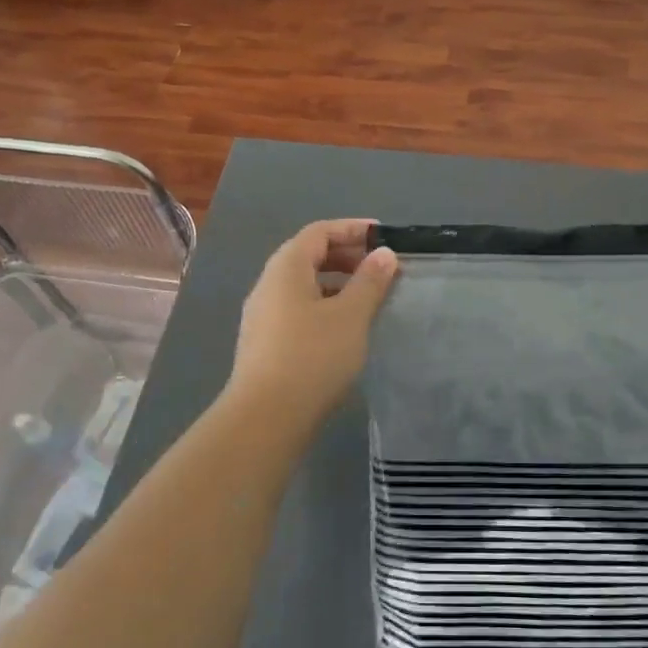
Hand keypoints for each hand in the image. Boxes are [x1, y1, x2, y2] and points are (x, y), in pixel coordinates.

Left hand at [224, 219, 398, 429]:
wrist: (265, 418)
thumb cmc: (313, 356)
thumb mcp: (351, 315)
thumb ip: (370, 281)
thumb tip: (384, 253)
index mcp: (287, 267)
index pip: (319, 232)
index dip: (352, 229)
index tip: (383, 236)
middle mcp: (269, 284)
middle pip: (309, 255)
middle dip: (346, 256)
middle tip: (380, 268)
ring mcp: (263, 315)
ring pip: (304, 285)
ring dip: (337, 283)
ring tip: (369, 298)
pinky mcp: (265, 342)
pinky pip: (299, 308)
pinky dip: (325, 305)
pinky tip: (345, 328)